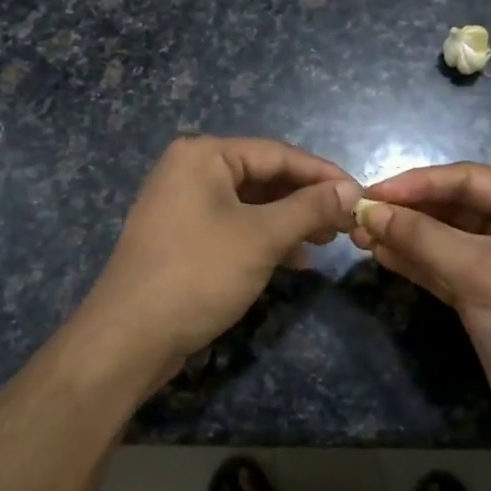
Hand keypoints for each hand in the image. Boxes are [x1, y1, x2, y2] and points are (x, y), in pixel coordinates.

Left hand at [72, 136, 359, 395]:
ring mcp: (182, 205)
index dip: (323, 174)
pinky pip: (233, 226)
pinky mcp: (182, 238)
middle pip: (263, 176)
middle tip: (344, 224)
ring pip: (250, 204)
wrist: (129, 337)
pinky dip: (264, 239)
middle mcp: (189, 171)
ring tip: (325, 242)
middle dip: (306, 200)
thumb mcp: (262, 237)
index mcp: (203, 156)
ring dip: (289, 222)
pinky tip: (294, 260)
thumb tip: (352, 188)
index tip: (361, 195)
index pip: (277, 153)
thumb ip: (310, 208)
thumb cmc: (199, 274)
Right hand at [352, 163, 490, 454]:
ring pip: (442, 238)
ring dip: (404, 235)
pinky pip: (440, 266)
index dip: (417, 182)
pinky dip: (413, 260)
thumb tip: (368, 211)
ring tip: (359, 235)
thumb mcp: (480, 272)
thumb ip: (422, 237)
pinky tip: (381, 254)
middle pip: (452, 206)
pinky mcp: (482, 294)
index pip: (467, 179)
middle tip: (358, 216)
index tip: (371, 193)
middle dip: (406, 211)